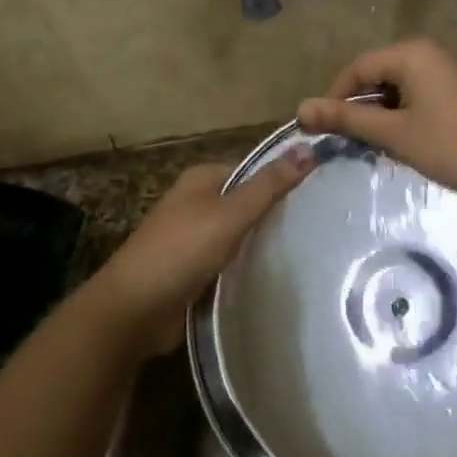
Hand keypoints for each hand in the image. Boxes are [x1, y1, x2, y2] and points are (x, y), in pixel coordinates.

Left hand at [86, 149, 315, 356]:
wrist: (134, 309)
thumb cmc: (182, 251)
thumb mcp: (231, 213)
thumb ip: (269, 185)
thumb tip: (308, 147)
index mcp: (201, 179)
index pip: (252, 169)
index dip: (283, 176)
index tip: (321, 190)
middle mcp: (196, 203)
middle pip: (246, 202)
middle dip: (276, 212)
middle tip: (321, 224)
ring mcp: (193, 239)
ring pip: (239, 234)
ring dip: (263, 242)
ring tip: (309, 249)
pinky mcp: (194, 271)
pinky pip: (229, 261)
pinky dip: (248, 266)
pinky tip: (277, 274)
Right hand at [296, 39, 456, 209]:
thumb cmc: (452, 147)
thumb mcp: (394, 133)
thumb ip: (347, 119)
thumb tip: (300, 109)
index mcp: (413, 53)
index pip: (359, 67)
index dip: (336, 97)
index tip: (323, 127)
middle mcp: (433, 52)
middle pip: (380, 73)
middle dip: (361, 105)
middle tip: (350, 138)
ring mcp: (453, 70)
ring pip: (402, 86)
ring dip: (384, 112)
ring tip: (377, 143)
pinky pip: (424, 94)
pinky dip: (407, 113)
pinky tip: (408, 140)